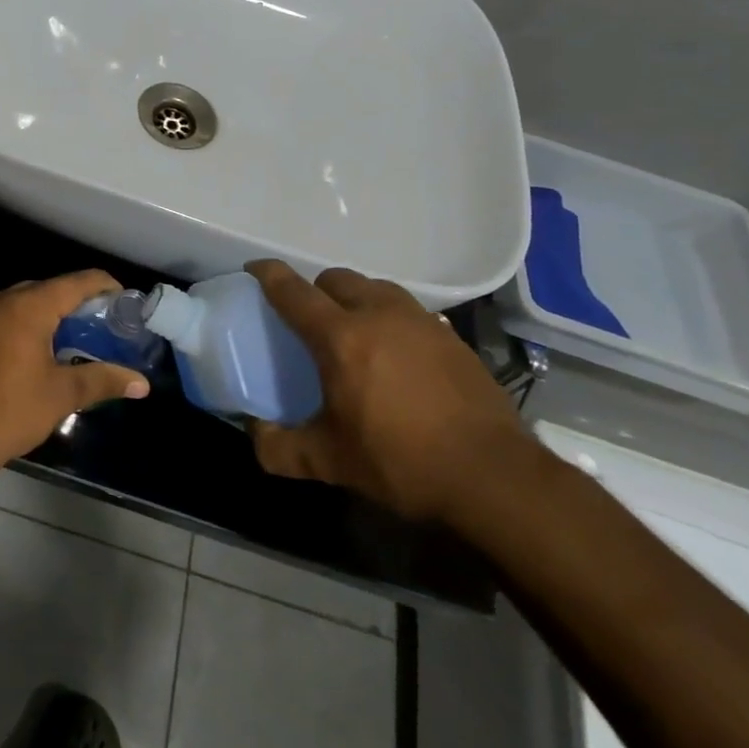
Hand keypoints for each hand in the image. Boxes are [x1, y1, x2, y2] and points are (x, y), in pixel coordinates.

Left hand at [0, 270, 151, 472]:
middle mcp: (0, 299)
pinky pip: (4, 315)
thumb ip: (103, 380)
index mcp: (27, 306)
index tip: (124, 300)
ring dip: (49, 312)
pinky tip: (38, 348)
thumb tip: (142, 383)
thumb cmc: (11, 411)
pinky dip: (25, 323)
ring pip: (23, 301)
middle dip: (76, 301)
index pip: (75, 282)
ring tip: (74, 335)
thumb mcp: (63, 394)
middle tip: (102, 323)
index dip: (104, 286)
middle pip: (48, 288)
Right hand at [246, 259, 530, 523]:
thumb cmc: (401, 462)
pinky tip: (396, 352)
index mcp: (340, 337)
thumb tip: (254, 432)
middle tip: (309, 317)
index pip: (293, 291)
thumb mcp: (329, 462)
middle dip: (315, 289)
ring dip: (355, 298)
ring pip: (375, 288)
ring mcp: (420, 321)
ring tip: (354, 330)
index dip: (268, 274)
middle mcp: (378, 314)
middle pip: (336, 278)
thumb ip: (280, 447)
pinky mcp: (452, 337)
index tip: (253, 269)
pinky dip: (391, 318)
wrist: (494, 477)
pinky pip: (409, 310)